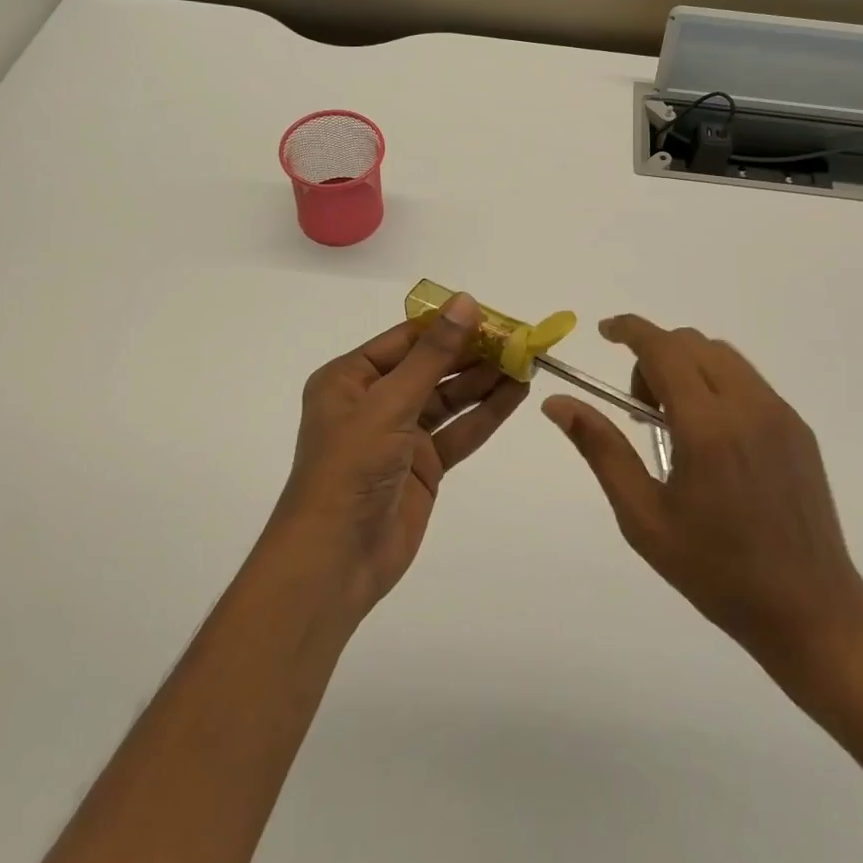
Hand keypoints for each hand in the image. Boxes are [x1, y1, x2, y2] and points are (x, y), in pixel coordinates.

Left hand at [269, 294, 527, 620]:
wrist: (335, 560)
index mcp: (350, 378)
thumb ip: (432, 355)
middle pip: (431, 367)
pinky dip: (486, 414)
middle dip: (473, 354)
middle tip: (519, 339)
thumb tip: (465, 302)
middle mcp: (374, 401)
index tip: (492, 314)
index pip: (407, 339)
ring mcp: (400, 435)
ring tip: (527, 362)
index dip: (449, 326)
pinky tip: (516, 395)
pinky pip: (458, 432)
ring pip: (449, 399)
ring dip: (485, 381)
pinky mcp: (423, 466)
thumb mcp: (389, 403)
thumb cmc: (350, 468)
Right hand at [542, 314, 862, 704]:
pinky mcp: (798, 427)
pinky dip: (717, 382)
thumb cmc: (716, 571)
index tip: (603, 332)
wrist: (810, 611)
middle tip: (640, 409)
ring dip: (686, 365)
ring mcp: (779, 413)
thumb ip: (601, 449)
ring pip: (721, 355)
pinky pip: (748, 379)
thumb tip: (557, 402)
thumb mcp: (643, 517)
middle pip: (691, 343)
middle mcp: (747, 405)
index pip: (662, 347)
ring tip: (676, 423)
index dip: (629, 329)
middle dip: (654, 355)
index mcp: (706, 426)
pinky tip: (713, 437)